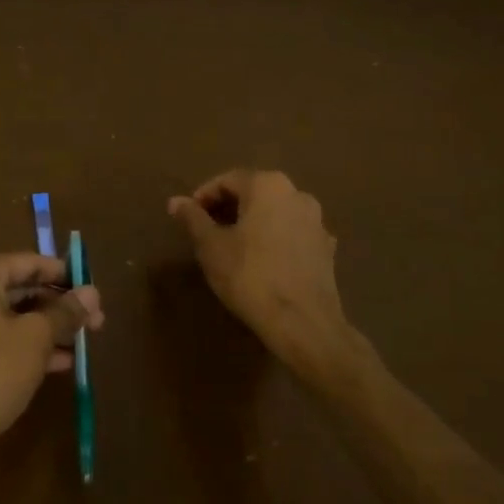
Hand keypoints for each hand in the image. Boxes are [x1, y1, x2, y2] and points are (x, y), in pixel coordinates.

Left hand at [0, 253, 103, 464]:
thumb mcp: (36, 339)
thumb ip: (65, 313)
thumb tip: (93, 293)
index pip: (30, 263)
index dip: (66, 276)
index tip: (95, 293)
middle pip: (21, 289)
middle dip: (59, 307)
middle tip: (96, 322)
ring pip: (12, 317)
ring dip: (48, 329)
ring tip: (84, 344)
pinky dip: (27, 346)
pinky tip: (60, 363)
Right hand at [169, 169, 345, 363]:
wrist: (303, 323)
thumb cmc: (250, 276)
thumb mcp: (210, 246)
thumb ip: (193, 218)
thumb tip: (175, 201)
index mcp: (268, 185)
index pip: (227, 180)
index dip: (204, 197)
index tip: (189, 218)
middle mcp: (296, 194)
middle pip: (254, 193)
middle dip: (228, 209)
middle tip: (207, 232)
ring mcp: (317, 221)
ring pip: (275, 213)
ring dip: (252, 223)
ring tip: (232, 247)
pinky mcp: (327, 249)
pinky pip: (292, 234)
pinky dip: (274, 240)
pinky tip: (262, 262)